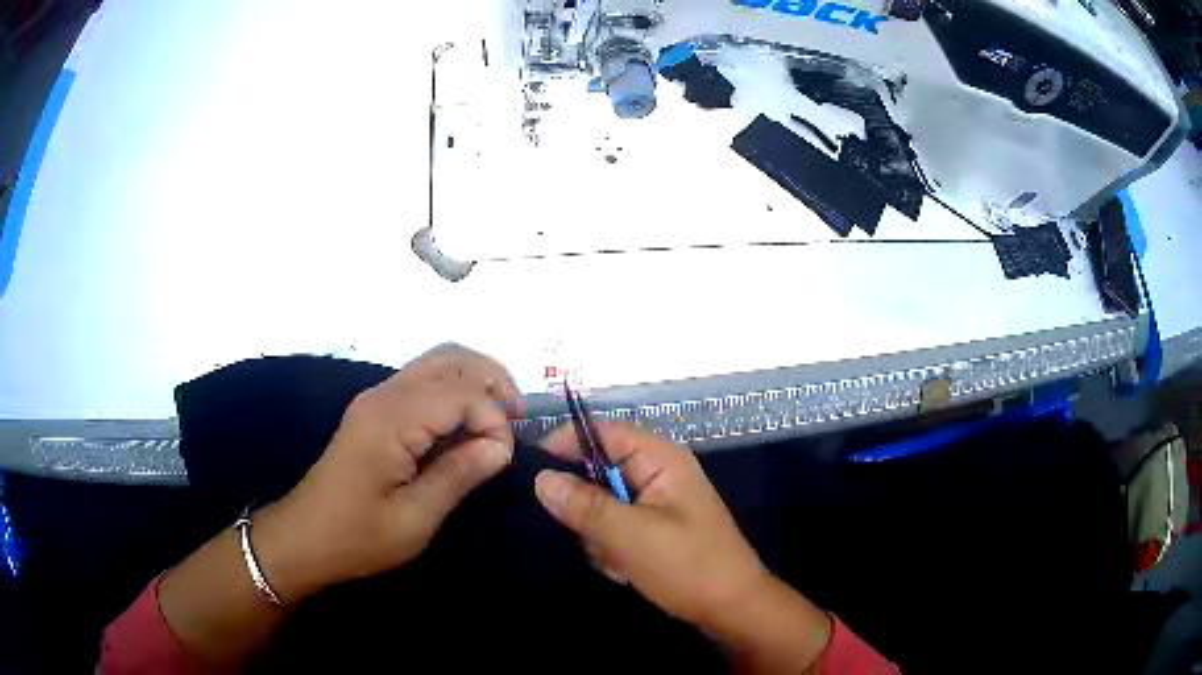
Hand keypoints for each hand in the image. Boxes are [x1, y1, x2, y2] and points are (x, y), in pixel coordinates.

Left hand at [253, 344, 522, 601]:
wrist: (305, 538)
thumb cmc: (358, 537)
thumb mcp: (415, 519)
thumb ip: (459, 475)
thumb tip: (501, 447)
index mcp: (391, 420)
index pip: (462, 393)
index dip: (494, 420)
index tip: (503, 459)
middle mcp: (384, 395)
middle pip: (452, 359)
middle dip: (494, 382)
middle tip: (519, 420)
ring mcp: (377, 398)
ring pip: (438, 361)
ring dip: (477, 380)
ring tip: (502, 416)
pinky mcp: (375, 409)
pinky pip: (424, 380)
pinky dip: (456, 390)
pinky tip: (469, 420)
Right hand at [535, 422, 831, 672]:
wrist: (731, 609)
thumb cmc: (688, 566)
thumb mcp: (631, 536)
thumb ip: (585, 505)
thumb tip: (540, 477)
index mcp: (660, 459)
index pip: (602, 431)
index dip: (565, 443)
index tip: (529, 470)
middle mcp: (657, 473)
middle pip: (598, 470)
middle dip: (586, 507)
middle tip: (587, 536)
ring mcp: (656, 502)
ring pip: (601, 504)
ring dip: (599, 534)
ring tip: (615, 559)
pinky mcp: (653, 528)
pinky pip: (614, 526)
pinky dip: (611, 548)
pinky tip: (624, 569)